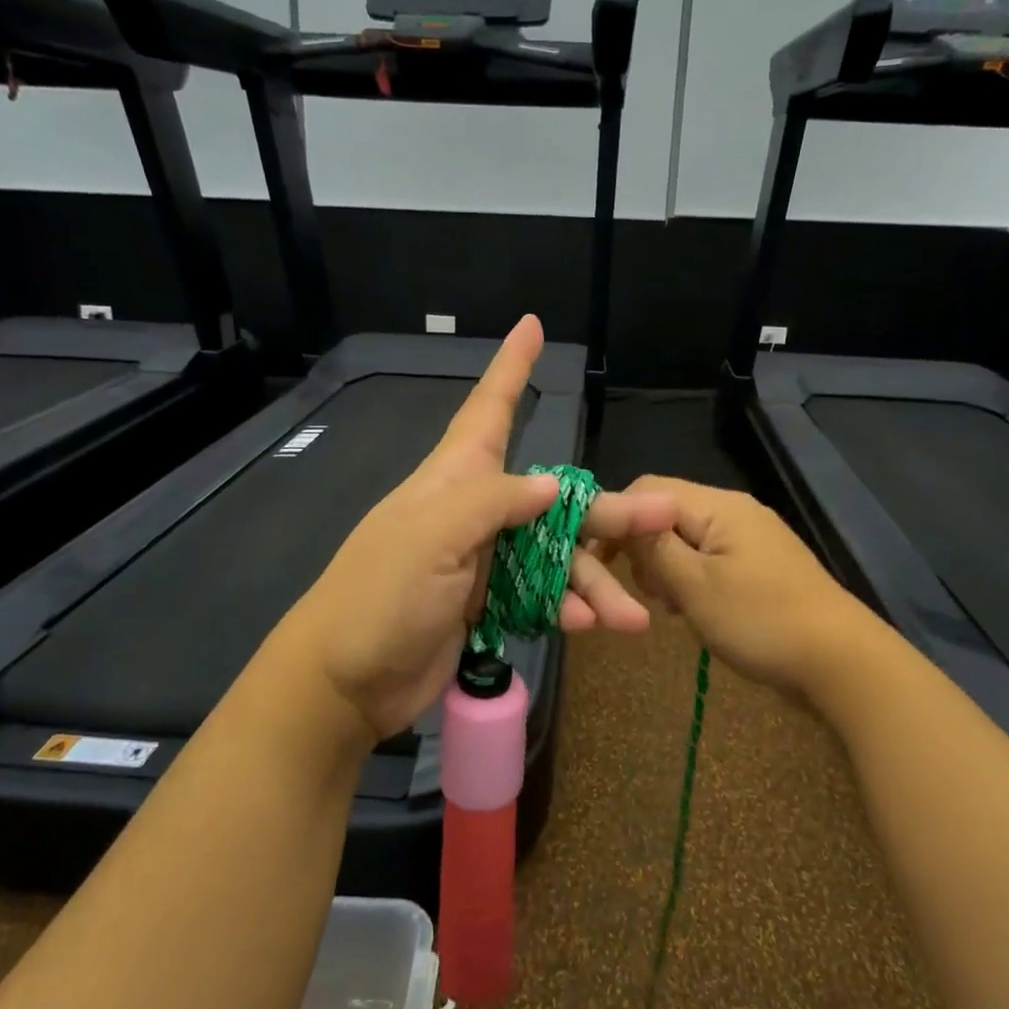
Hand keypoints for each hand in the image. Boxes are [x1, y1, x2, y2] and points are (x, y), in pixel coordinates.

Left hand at [285, 316, 677, 740]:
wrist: (346, 682)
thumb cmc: (381, 594)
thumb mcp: (434, 534)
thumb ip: (494, 502)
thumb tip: (551, 484)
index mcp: (454, 479)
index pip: (488, 410)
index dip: (510, 368)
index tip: (531, 326)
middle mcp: (475, 512)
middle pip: (554, 500)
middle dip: (606, 511)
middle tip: (662, 515)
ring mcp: (485, 561)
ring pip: (556, 558)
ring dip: (595, 583)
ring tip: (634, 617)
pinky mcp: (489, 605)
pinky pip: (542, 598)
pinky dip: (568, 609)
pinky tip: (590, 626)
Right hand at [596, 476, 878, 722]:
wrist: (841, 662)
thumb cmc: (761, 621)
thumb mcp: (695, 586)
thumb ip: (653, 549)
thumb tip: (623, 522)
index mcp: (718, 506)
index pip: (647, 490)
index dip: (617, 520)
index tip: (600, 562)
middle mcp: (734, 511)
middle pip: (666, 514)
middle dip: (645, 550)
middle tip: (648, 594)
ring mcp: (751, 538)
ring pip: (687, 540)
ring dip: (668, 570)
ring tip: (672, 608)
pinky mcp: (760, 565)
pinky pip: (710, 560)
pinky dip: (692, 580)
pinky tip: (695, 612)